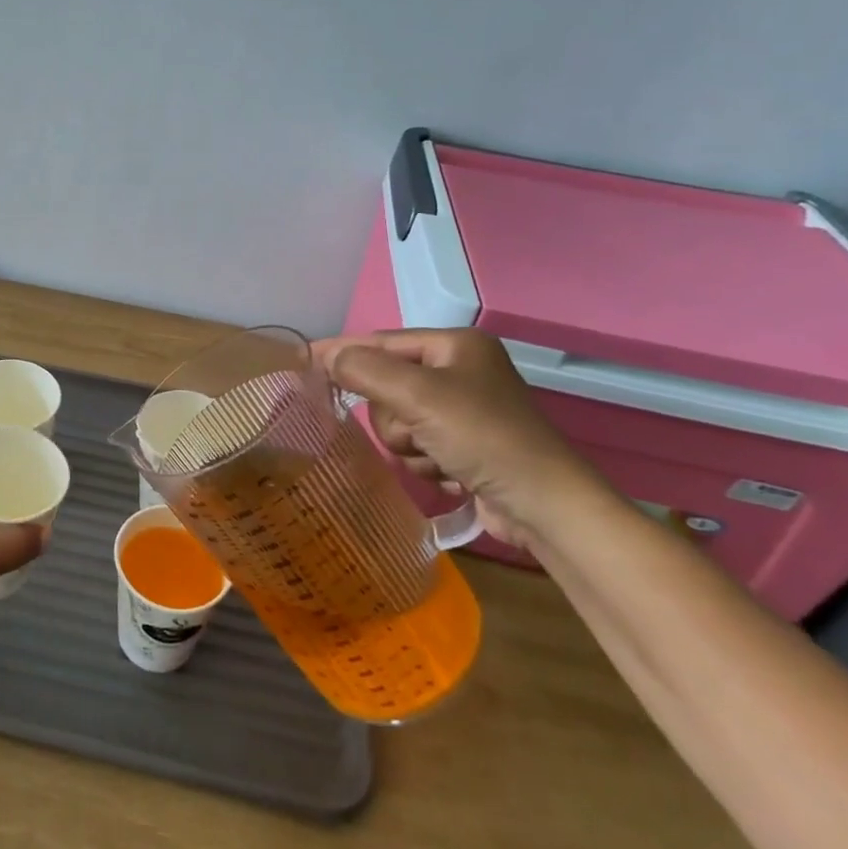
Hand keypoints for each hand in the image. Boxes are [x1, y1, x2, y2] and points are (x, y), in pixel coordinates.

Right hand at [316, 328, 607, 549]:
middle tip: (415, 433)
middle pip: (387, 386)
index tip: (302, 361)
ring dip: (409, 445)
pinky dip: (426, 462)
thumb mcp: (419, 395)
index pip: (381, 341)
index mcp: (455, 345)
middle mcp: (459, 371)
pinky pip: (417, 446)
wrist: (545, 506)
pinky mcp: (465, 446)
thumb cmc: (484, 437)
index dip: (342, 351)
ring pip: (398, 421)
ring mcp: (463, 411)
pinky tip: (450, 474)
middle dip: (394, 418)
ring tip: (438, 459)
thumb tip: (326, 357)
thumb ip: (365, 370)